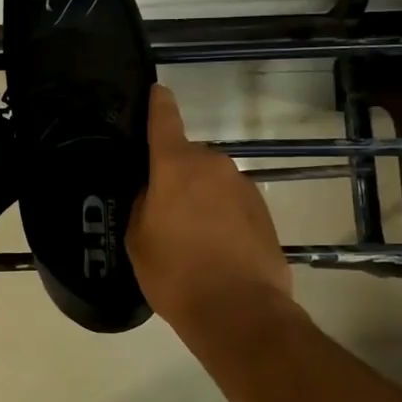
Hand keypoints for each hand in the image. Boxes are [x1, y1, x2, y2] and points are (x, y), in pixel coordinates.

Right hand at [128, 84, 292, 335]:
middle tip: (161, 207)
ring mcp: (243, 186)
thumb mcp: (138, 238)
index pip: (164, 119)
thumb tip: (153, 190)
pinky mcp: (263, 210)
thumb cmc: (176, 273)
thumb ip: (142, 202)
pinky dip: (221, 214)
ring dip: (200, 196)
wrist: (239, 311)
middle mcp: (213, 164)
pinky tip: (214, 247)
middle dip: (174, 173)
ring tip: (189, 235)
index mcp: (175, 165)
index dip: (158, 103)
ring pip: (211, 180)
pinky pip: (231, 201)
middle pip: (187, 157)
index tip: (156, 90)